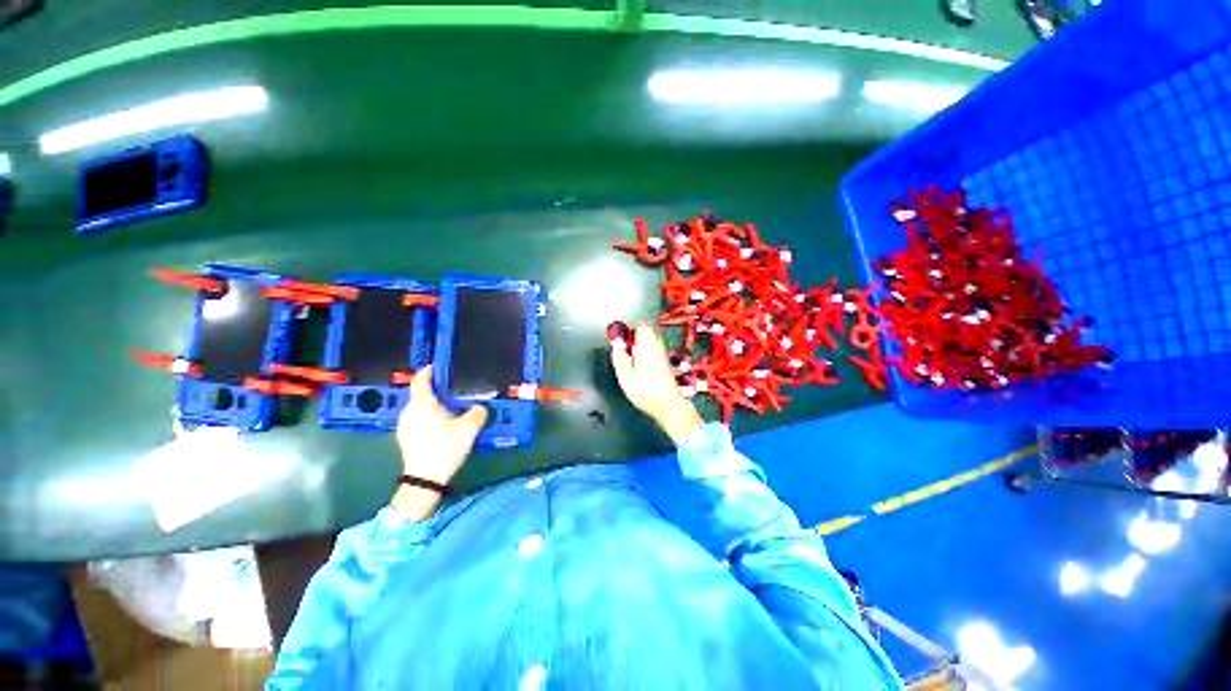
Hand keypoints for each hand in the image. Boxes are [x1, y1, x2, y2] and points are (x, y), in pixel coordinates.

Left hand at [395, 364, 487, 484]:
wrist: (424, 479)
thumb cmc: (445, 449)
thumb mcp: (468, 429)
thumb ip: (477, 413)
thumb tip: (479, 407)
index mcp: (423, 405)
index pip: (421, 381)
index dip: (428, 371)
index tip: (436, 367)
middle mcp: (409, 412)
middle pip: (420, 394)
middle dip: (434, 390)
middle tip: (452, 391)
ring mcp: (404, 425)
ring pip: (418, 408)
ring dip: (431, 405)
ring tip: (449, 409)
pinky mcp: (404, 437)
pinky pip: (416, 419)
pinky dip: (427, 417)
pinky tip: (440, 426)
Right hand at [610, 324, 704, 444]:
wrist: (668, 405)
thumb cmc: (646, 392)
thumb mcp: (625, 377)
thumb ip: (619, 359)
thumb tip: (615, 347)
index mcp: (646, 347)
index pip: (640, 325)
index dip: (628, 325)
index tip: (619, 331)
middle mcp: (656, 347)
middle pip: (646, 331)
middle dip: (633, 333)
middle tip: (622, 343)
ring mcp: (662, 354)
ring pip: (650, 339)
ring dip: (640, 341)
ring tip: (629, 352)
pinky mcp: (665, 361)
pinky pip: (654, 347)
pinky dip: (645, 349)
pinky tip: (639, 362)